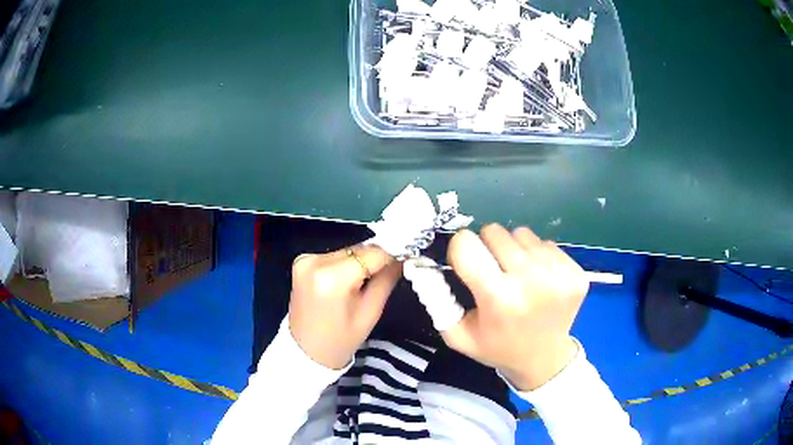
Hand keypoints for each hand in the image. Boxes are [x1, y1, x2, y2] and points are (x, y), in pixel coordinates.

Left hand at [289, 245, 401, 369]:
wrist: (306, 352)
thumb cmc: (341, 340)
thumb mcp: (370, 313)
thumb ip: (386, 280)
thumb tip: (402, 256)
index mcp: (332, 278)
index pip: (372, 254)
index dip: (392, 255)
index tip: (406, 259)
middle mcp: (315, 261)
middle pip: (358, 250)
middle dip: (375, 259)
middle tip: (388, 273)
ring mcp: (305, 259)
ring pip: (347, 251)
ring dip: (359, 262)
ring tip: (364, 282)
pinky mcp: (301, 261)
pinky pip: (333, 256)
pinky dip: (344, 265)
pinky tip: (347, 282)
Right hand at [442, 224, 589, 390]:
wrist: (544, 359)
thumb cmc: (497, 347)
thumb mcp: (457, 335)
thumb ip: (436, 300)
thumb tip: (424, 263)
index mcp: (499, 299)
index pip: (466, 243)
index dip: (461, 250)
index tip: (466, 263)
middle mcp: (531, 281)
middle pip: (495, 231)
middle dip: (487, 247)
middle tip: (493, 271)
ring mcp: (559, 275)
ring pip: (522, 233)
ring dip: (514, 250)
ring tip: (518, 276)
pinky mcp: (576, 271)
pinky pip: (546, 243)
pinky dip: (537, 256)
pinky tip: (539, 280)